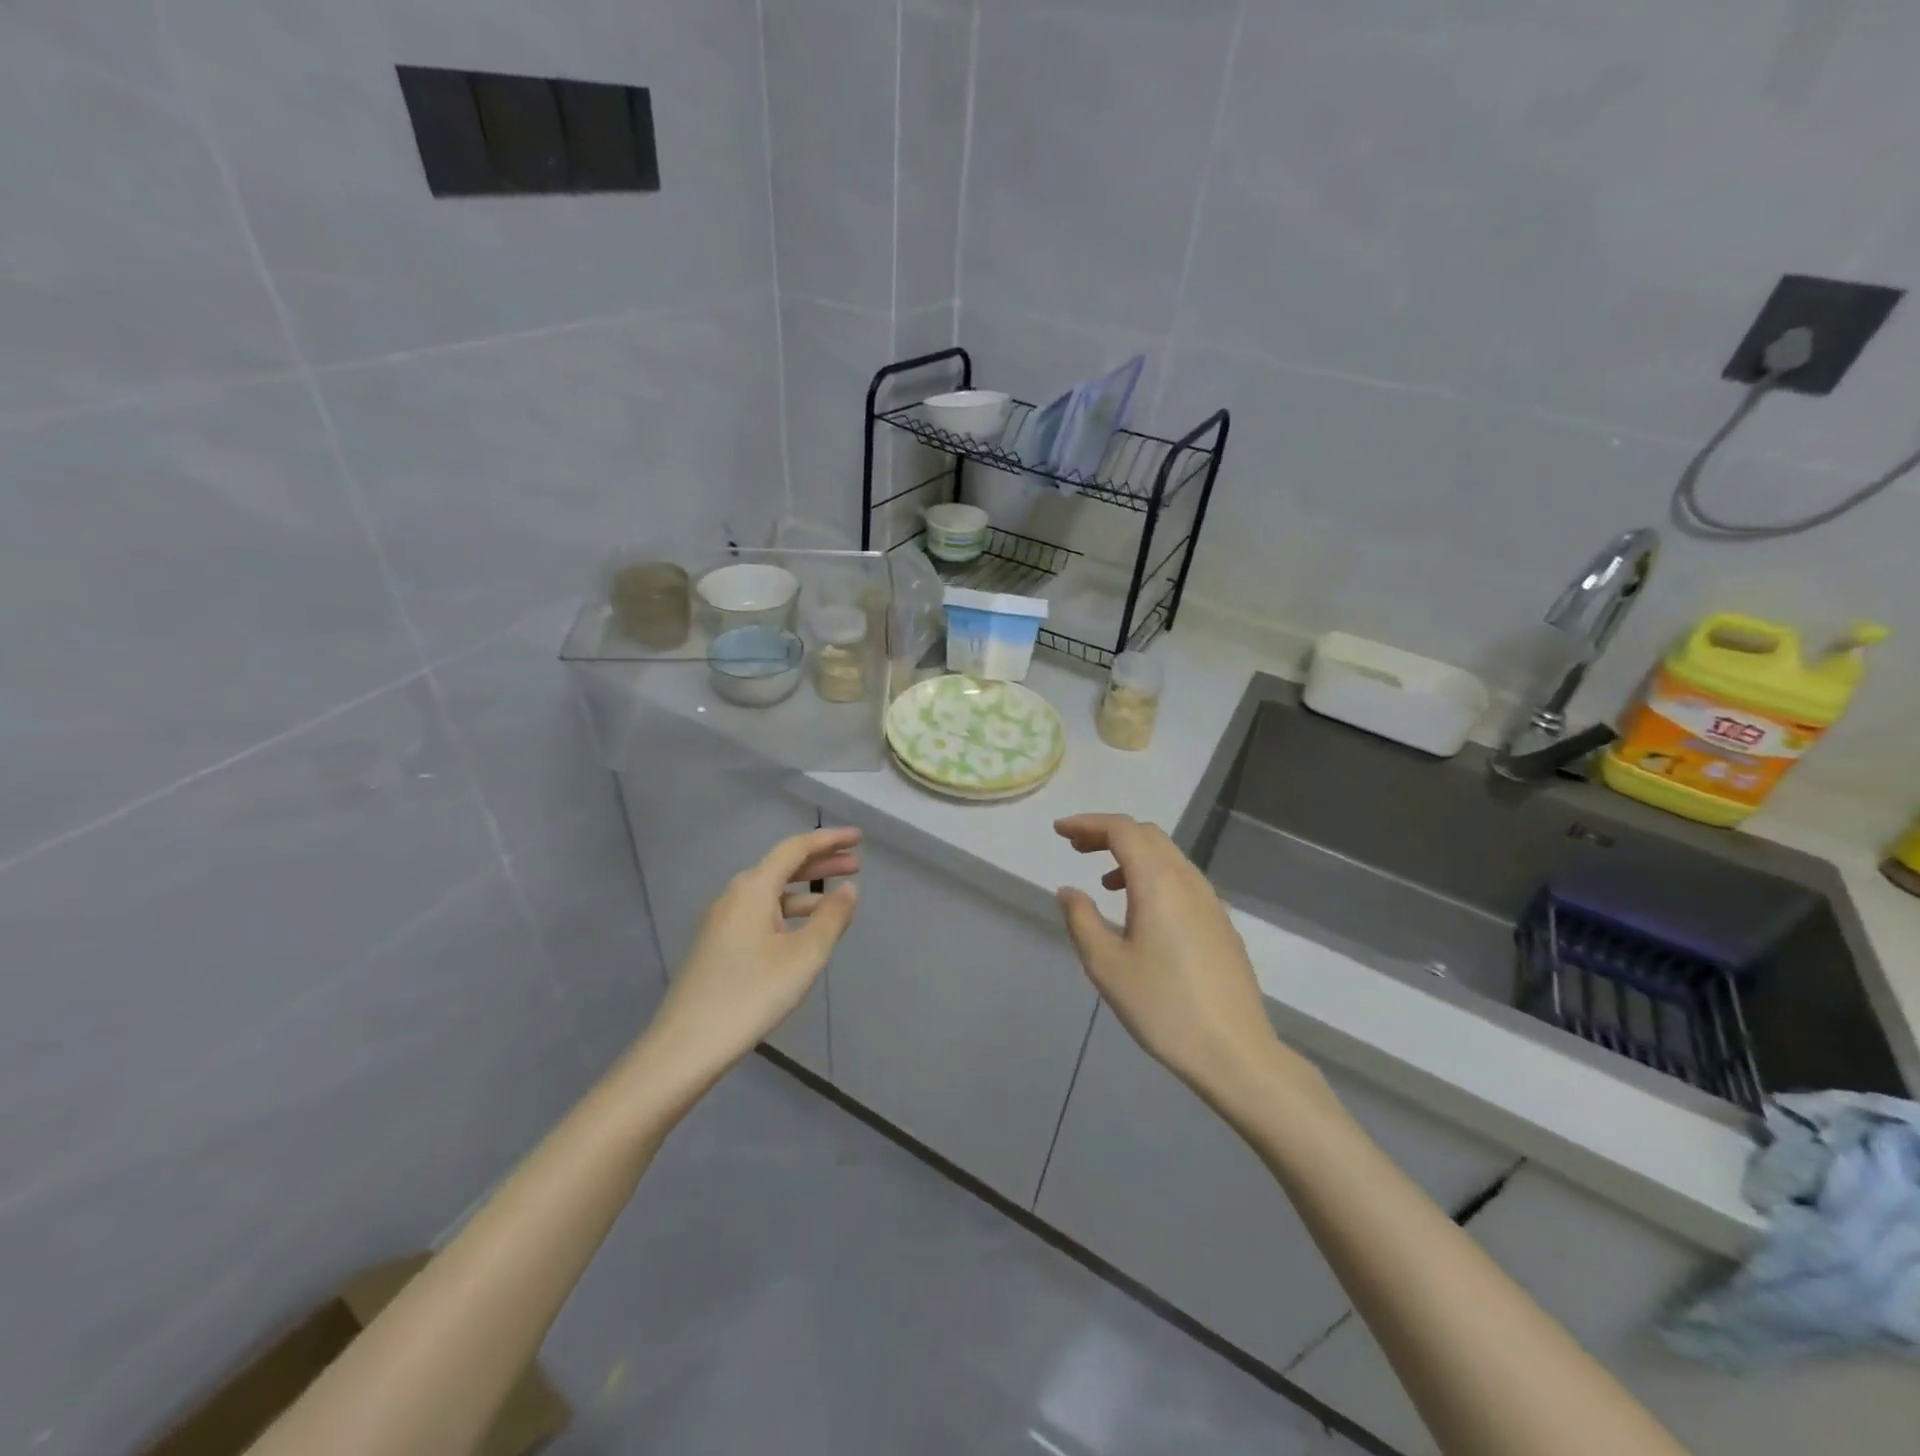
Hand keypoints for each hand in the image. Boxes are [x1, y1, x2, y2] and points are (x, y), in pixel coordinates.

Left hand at [637, 827, 860, 1093]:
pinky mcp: (718, 944)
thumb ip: (832, 917)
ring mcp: (723, 921)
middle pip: (782, 867)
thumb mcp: (804, 955)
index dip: (829, 840)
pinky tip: (804, 932)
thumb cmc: (752, 994)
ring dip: (807, 891)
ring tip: (839, 901)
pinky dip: (789, 911)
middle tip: (856, 864)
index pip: (795, 848)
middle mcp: (735, 895)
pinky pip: (761, 913)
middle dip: (821, 863)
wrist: (687, 1045)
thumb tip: (849, 888)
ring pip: (772, 893)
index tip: (858, 838)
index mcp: (753, 888)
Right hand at [1054, 814, 1284, 1107]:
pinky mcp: (1221, 923)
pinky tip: (1141, 910)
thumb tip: (1069, 891)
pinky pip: (1182, 879)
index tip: (1059, 831)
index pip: (1122, 830)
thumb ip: (1081, 920)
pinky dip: (1154, 874)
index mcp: (1158, 883)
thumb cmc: (1163, 1008)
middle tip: (1076, 848)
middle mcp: (1187, 881)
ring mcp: (1210, 902)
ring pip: (1168, 856)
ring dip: (1132, 853)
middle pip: (1147, 835)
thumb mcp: (1106, 966)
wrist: (1234, 1051)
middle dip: (1108, 833)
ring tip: (1104, 881)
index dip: (1088, 823)